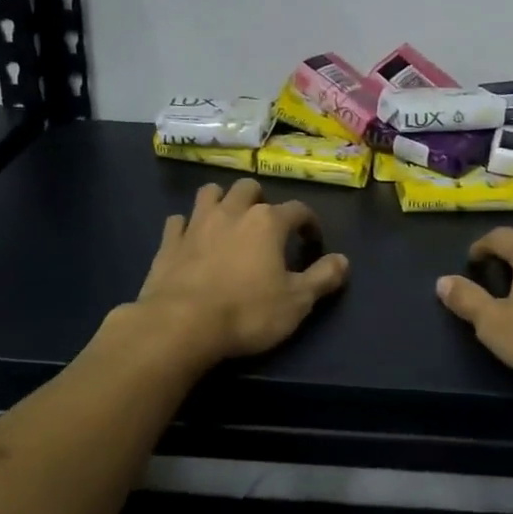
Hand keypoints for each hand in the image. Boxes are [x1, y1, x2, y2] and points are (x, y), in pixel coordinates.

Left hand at [133, 179, 349, 363]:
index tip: (312, 242)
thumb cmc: (247, 312)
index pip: (298, 209)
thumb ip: (323, 277)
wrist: (182, 325)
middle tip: (266, 225)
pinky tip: (191, 239)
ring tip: (229, 221)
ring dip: (222, 201)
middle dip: (260, 200)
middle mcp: (232, 212)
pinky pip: (178, 221)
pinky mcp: (169, 242)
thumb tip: (343, 260)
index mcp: (267, 222)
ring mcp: (196, 224)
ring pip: (210, 193)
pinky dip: (187, 225)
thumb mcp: (297, 302)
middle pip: (249, 188)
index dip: (309, 223)